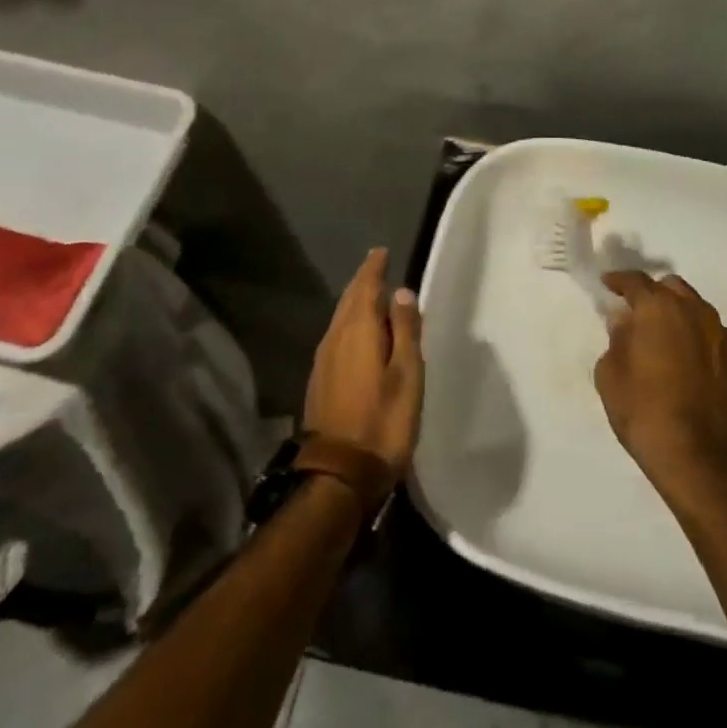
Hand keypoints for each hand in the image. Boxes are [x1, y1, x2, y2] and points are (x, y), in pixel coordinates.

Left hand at [302, 248, 424, 478]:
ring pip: (340, 319)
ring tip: (372, 297)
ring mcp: (323, 361)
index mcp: (357, 331)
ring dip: (355, 304)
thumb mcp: (407, 374)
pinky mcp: (320, 381)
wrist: (338, 475)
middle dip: (363, 282)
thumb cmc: (382, 421)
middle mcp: (334, 338)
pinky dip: (350, 326)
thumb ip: (405, 330)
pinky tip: (359, 335)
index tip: (382, 252)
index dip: (374, 268)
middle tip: (378, 268)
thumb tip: (401, 292)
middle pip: (348, 300)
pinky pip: (336, 338)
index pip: (364, 287)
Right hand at [595, 271, 726, 505]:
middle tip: (641, 316)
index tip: (609, 284)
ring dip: (683, 318)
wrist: (704, 461)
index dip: (620, 280)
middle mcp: (696, 311)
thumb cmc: (646, 414)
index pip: (636, 281)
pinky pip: (720, 339)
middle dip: (655, 294)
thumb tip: (625, 321)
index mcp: (659, 308)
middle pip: (673, 287)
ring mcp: (726, 335)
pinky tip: (697, 367)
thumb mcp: (611, 376)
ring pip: (700, 311)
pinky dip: (705, 344)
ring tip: (671, 343)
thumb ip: (617, 339)